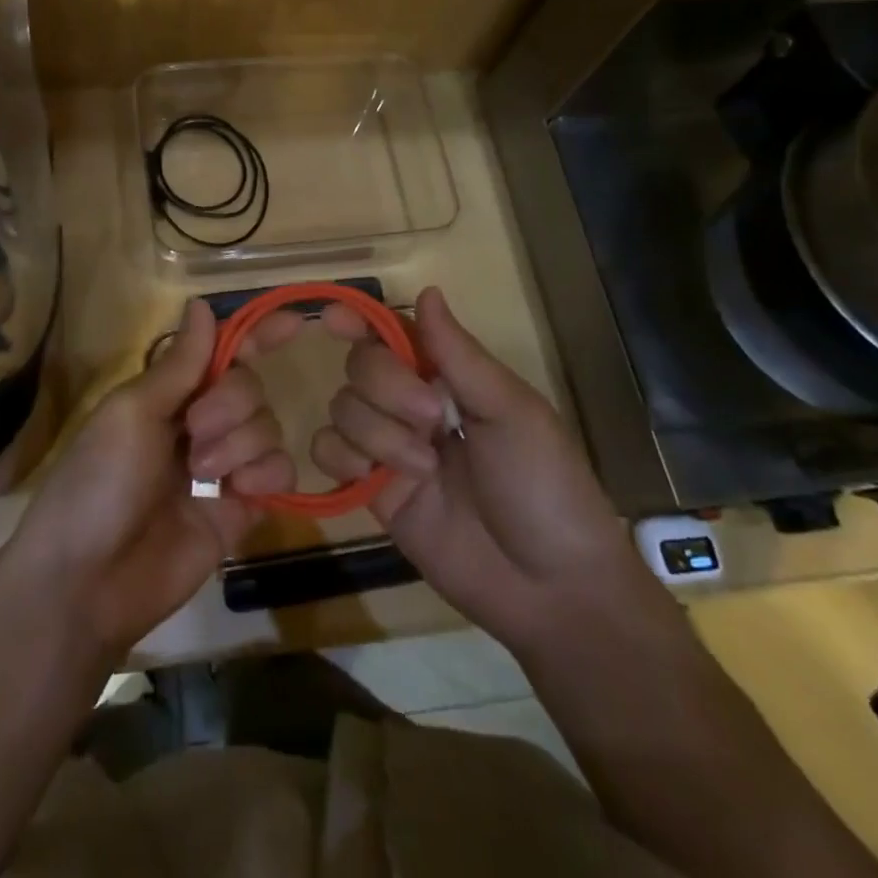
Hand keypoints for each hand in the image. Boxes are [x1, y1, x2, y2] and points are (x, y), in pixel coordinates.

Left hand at [0, 299, 299, 661]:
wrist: (88, 583)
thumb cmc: (98, 482)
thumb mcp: (132, 412)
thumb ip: (180, 363)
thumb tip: (199, 303)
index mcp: (167, 394)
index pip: (221, 353)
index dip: (256, 335)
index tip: (295, 320)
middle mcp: (198, 423)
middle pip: (249, 386)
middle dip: (230, 403)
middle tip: (194, 432)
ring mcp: (222, 467)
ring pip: (267, 426)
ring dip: (240, 443)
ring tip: (203, 474)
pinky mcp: (241, 509)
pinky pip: (278, 472)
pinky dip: (266, 474)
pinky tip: (238, 492)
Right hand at [312, 287, 645, 650]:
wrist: (549, 588)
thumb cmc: (545, 485)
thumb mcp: (511, 411)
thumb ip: (459, 354)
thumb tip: (427, 290)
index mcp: (450, 378)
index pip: (394, 334)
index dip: (362, 320)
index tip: (335, 319)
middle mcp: (413, 405)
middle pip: (362, 365)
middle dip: (388, 388)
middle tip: (434, 420)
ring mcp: (389, 447)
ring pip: (342, 406)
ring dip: (378, 433)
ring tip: (425, 470)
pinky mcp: (372, 490)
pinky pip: (328, 452)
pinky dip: (342, 458)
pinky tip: (375, 479)